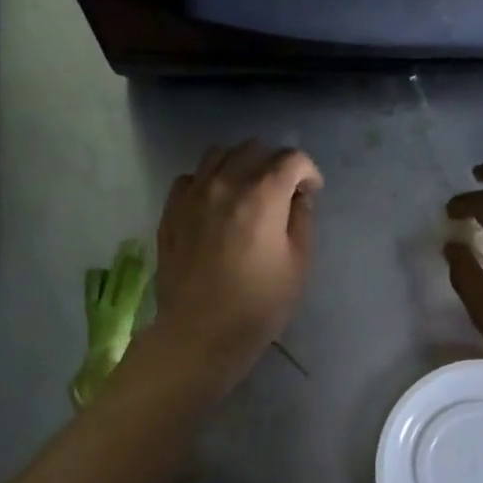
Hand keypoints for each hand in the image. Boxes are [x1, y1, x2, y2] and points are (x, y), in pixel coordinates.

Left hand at [139, 140, 322, 397]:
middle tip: (281, 191)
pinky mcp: (171, 211)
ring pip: (218, 154)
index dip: (308, 172)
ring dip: (238, 164)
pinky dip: (206, 181)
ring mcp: (193, 195)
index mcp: (263, 195)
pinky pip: (190, 178)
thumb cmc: (258, 304)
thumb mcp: (298, 264)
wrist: (200, 333)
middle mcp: (225, 183)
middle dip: (274, 163)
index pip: (291, 159)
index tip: (310, 193)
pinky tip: (214, 203)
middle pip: (253, 149)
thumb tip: (299, 196)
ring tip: (246, 189)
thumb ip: (302, 220)